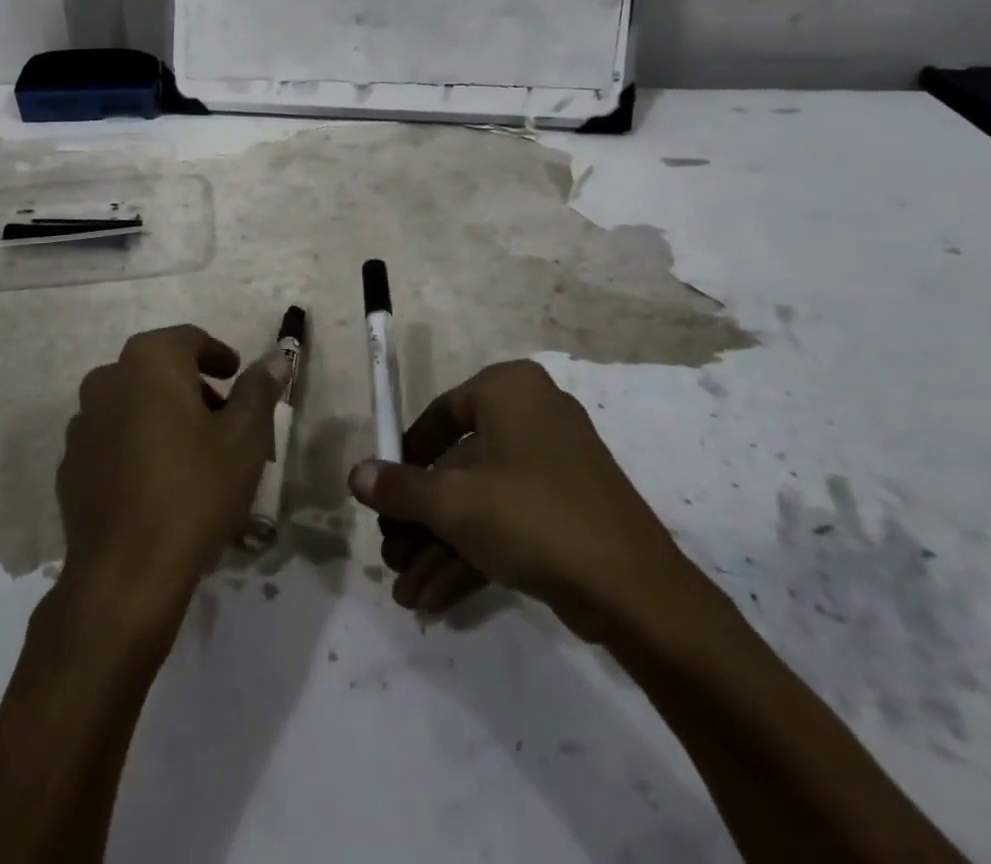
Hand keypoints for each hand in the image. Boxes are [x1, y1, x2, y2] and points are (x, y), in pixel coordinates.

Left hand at [56, 325, 280, 635]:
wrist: (125, 575)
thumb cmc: (194, 491)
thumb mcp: (244, 438)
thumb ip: (259, 389)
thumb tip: (275, 358)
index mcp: (150, 361)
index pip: (190, 339)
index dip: (218, 355)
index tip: (237, 377)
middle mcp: (108, 379)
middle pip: (159, 369)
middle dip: (193, 387)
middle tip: (224, 420)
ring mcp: (82, 422)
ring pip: (133, 403)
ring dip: (163, 414)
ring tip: (193, 454)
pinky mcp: (70, 464)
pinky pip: (112, 437)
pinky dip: (137, 444)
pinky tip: (157, 482)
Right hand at [349, 360, 710, 645]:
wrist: (635, 591)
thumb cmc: (532, 516)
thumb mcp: (454, 503)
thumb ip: (400, 488)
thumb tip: (355, 475)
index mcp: (510, 390)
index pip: (442, 413)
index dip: (406, 456)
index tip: (383, 492)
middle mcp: (533, 415)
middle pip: (459, 465)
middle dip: (421, 519)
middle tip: (391, 554)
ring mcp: (554, 465)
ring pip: (482, 500)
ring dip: (440, 546)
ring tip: (406, 592)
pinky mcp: (567, 509)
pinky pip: (508, 521)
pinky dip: (473, 554)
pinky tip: (435, 599)